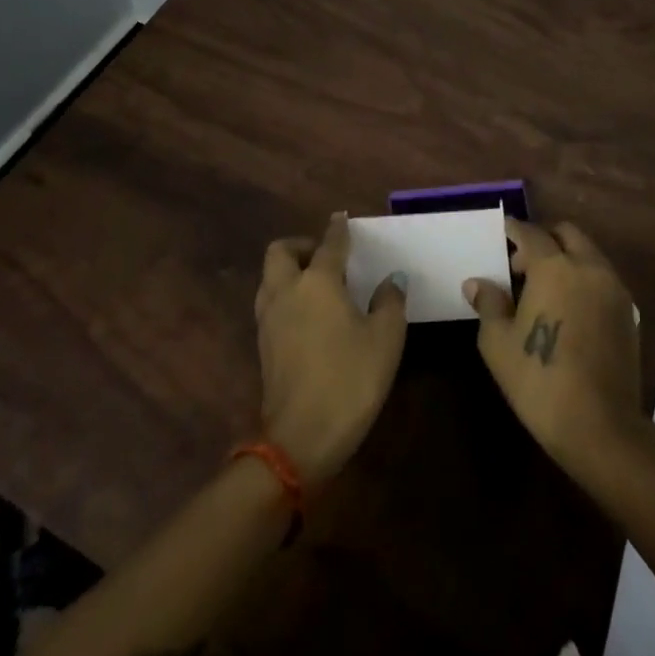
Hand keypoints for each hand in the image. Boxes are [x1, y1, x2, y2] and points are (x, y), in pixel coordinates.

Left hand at [254, 211, 407, 485]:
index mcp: (318, 282)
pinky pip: (270, 302)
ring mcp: (269, 319)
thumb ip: (389, 301)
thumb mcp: (385, 338)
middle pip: (281, 251)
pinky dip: (285, 295)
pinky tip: (309, 314)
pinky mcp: (263, 344)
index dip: (338, 229)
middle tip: (326, 256)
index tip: (342, 218)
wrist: (301, 437)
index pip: (329, 244)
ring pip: (270, 277)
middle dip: (302, 245)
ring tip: (318, 284)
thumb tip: (391, 279)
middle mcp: (286, 291)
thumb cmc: (350, 379)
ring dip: (289, 270)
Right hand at [465, 219, 645, 481]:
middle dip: (544, 239)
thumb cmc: (539, 380)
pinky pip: (602, 279)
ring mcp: (614, 290)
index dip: (514, 230)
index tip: (502, 232)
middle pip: (567, 234)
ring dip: (566, 258)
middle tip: (522, 264)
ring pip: (589, 254)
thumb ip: (489, 303)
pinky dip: (584, 279)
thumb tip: (477, 283)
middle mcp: (589, 268)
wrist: (600, 427)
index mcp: (555, 268)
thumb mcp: (498, 343)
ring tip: (544, 290)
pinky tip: (567, 310)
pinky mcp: (628, 313)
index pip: (531, 233)